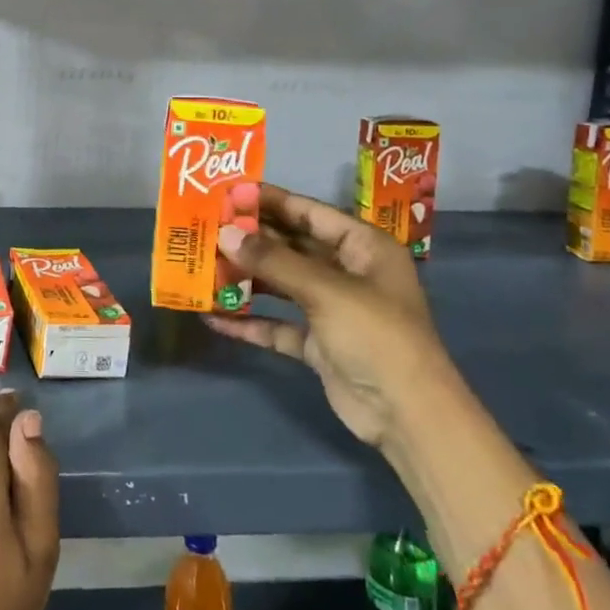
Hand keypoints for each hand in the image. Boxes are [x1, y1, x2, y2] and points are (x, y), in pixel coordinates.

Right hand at [204, 182, 452, 447]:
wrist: (406, 415)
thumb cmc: (376, 336)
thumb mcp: (325, 290)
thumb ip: (273, 261)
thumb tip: (224, 234)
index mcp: (363, 247)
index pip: (310, 212)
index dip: (271, 200)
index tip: (228, 193)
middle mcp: (348, 272)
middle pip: (292, 246)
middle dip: (252, 238)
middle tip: (207, 226)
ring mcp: (332, 309)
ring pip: (281, 284)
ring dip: (246, 277)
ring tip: (203, 265)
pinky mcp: (317, 343)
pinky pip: (277, 323)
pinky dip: (249, 321)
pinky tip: (214, 317)